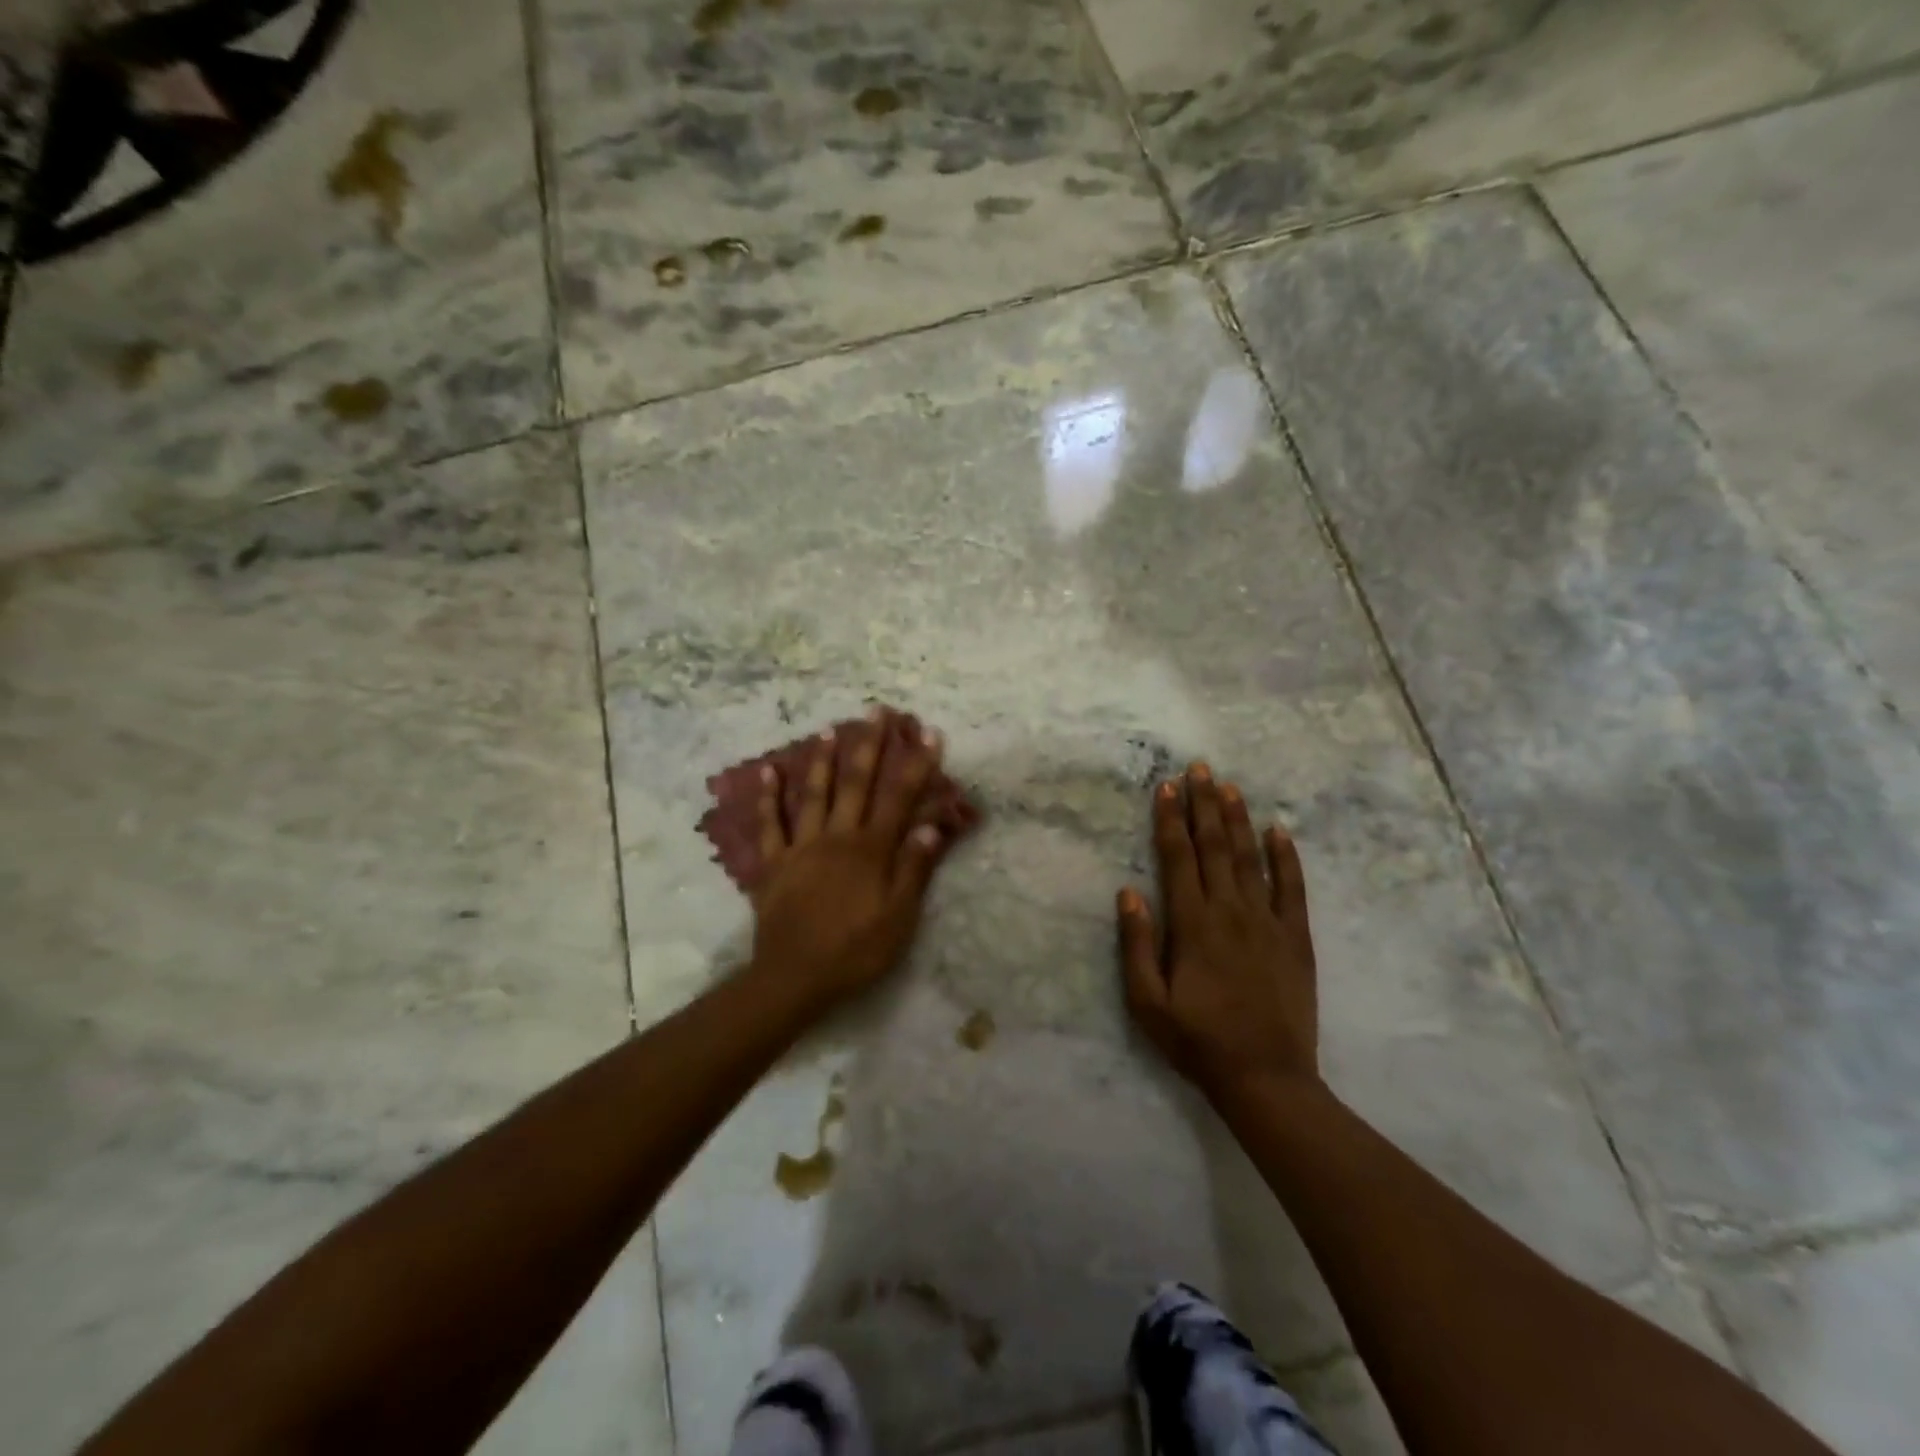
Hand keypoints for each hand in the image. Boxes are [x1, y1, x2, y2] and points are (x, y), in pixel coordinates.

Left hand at [747, 709, 952, 1014]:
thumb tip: (933, 825)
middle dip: (869, 746)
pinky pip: (769, 824)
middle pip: (856, 784)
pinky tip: (767, 770)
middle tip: (876, 711)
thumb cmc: (855, 950)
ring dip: (822, 759)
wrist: (794, 977)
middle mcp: (837, 837)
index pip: (899, 799)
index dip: (916, 765)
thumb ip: (914, 869)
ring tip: (829, 728)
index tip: (928, 733)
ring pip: (813, 794)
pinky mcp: (773, 863)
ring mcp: (801, 847)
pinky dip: (767, 797)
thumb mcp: (898, 918)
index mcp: (871, 850)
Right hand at [1117, 763, 1319, 1100]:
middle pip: (1215, 846)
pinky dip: (1286, 857)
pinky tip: (1280, 830)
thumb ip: (1136, 944)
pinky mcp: (1296, 938)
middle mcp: (1230, 911)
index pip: (1178, 857)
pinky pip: (1293, 888)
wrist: (1267, 1079)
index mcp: (1193, 924)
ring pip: (1251, 858)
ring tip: (1229, 786)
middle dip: (1204, 804)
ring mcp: (1268, 922)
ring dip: (1238, 819)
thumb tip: (1129, 891)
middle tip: (1199, 768)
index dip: (1170, 819)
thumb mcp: (1147, 1002)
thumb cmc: (1197, 1041)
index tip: (1165, 786)